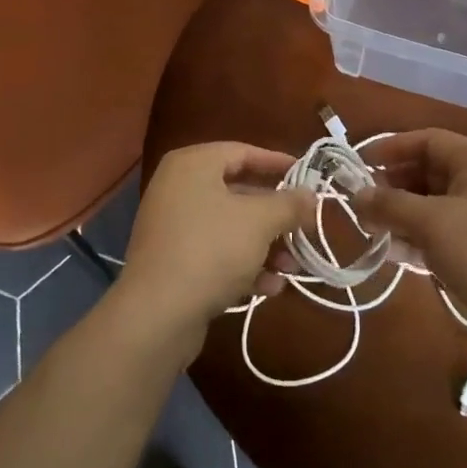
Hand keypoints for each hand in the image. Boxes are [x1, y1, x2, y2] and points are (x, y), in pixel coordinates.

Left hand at [117, 142, 317, 340]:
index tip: (307, 176)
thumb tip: (310, 195)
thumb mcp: (259, 221)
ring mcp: (173, 226)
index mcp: (193, 165)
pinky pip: (216, 253)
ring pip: (230, 227)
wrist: (156, 315)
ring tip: (293, 268)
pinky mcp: (174, 262)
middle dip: (276, 215)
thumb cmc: (211, 249)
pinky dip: (243, 265)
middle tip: (306, 228)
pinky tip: (270, 287)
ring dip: (265, 246)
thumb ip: (289, 204)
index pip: (242, 152)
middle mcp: (178, 188)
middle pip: (238, 192)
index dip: (277, 163)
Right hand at [358, 129, 466, 334]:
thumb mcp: (429, 223)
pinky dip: (416, 237)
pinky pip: (441, 232)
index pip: (429, 140)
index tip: (363, 163)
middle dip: (394, 186)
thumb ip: (389, 205)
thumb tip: (356, 197)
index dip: (394, 147)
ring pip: (432, 205)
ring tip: (372, 230)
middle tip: (364, 204)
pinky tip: (393, 253)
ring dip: (401, 214)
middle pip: (429, 172)